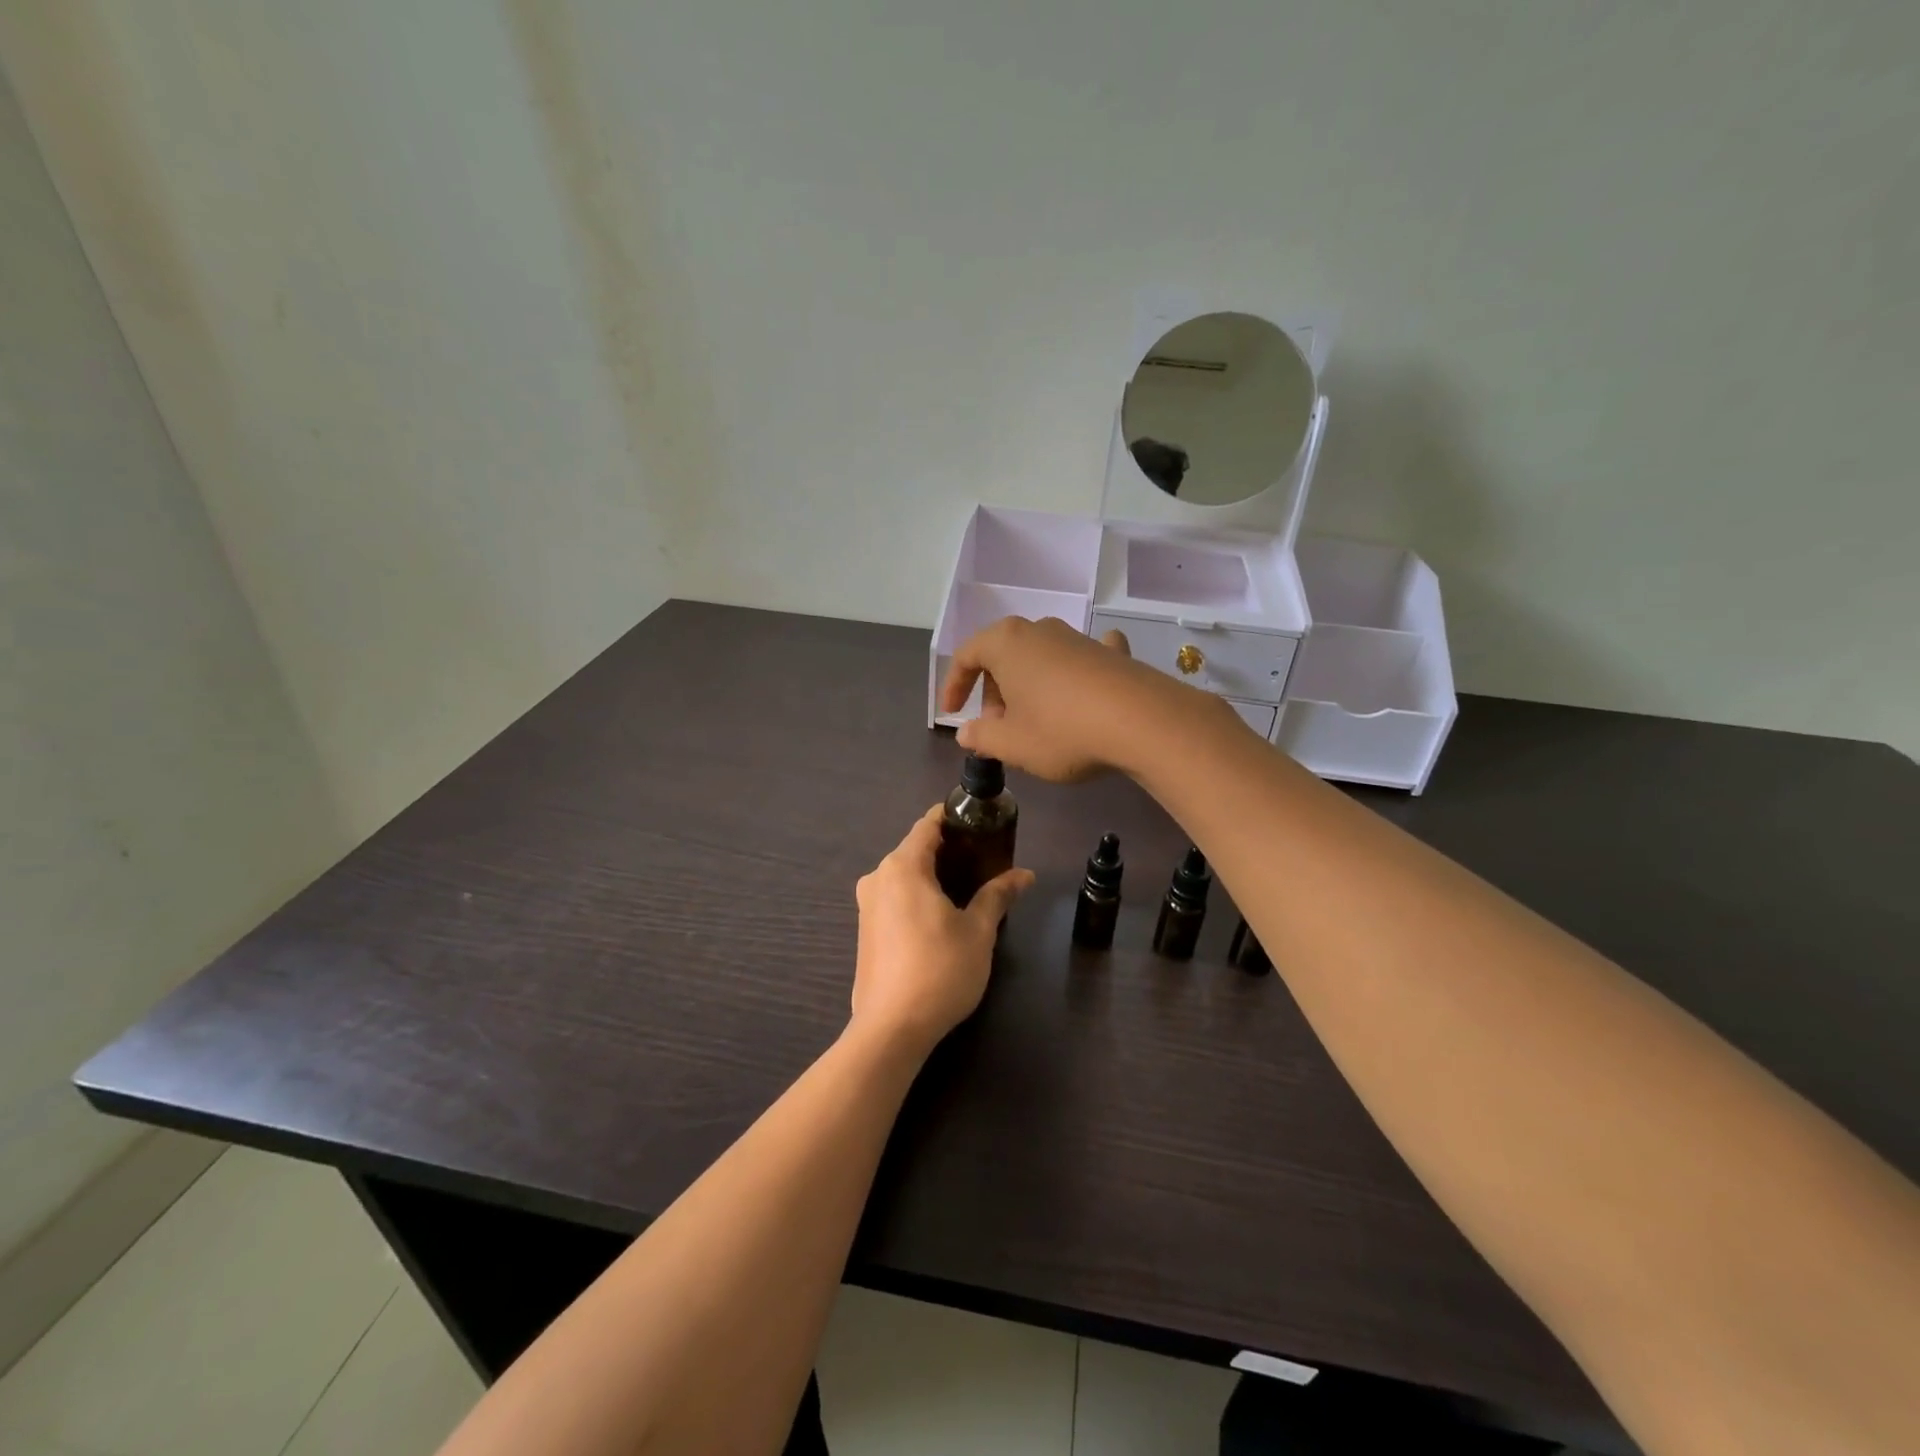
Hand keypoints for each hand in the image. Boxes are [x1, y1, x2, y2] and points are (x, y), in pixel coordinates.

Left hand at [850, 806, 1033, 1055]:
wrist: (891, 1028)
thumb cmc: (939, 970)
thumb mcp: (977, 931)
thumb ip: (998, 895)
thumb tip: (1025, 874)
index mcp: (903, 866)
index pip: (928, 824)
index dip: (954, 818)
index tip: (982, 823)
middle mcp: (878, 877)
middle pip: (916, 848)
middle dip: (949, 849)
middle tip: (985, 860)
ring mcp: (867, 905)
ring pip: (904, 874)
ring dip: (933, 874)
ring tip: (969, 888)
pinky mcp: (865, 930)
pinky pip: (894, 897)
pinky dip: (918, 895)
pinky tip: (941, 915)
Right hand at [940, 615, 1208, 781]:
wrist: (1142, 722)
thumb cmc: (1062, 731)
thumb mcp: (1013, 745)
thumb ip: (982, 738)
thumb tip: (965, 732)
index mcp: (1006, 644)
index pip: (967, 656)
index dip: (954, 686)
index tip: (951, 714)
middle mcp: (1040, 630)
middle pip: (1003, 656)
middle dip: (994, 691)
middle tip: (997, 727)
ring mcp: (1079, 638)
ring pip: (1040, 658)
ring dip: (1029, 686)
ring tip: (1035, 721)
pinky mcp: (1112, 653)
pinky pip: (1082, 657)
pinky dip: (1075, 672)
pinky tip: (1085, 687)